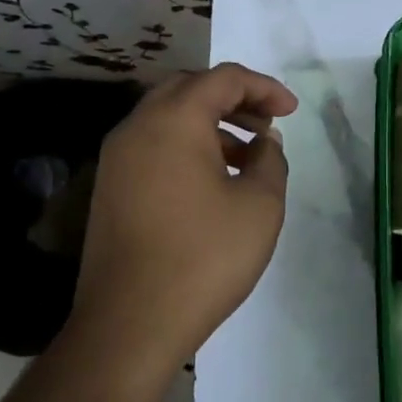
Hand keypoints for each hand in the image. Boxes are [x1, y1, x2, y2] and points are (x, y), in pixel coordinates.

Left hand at [70, 63, 296, 373]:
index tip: (291, 112)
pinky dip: (186, 148)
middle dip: (233, 99)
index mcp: (173, 121)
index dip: (264, 87)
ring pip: (168, 119)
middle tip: (267, 124)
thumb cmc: (204, 258)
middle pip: (189, 89)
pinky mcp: (110, 189)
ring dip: (210, 125)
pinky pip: (153, 147)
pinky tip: (213, 182)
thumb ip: (270, 161)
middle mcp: (137, 128)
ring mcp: (116, 159)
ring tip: (247, 156)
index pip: (223, 78)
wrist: (130, 322)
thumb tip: (264, 142)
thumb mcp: (260, 207)